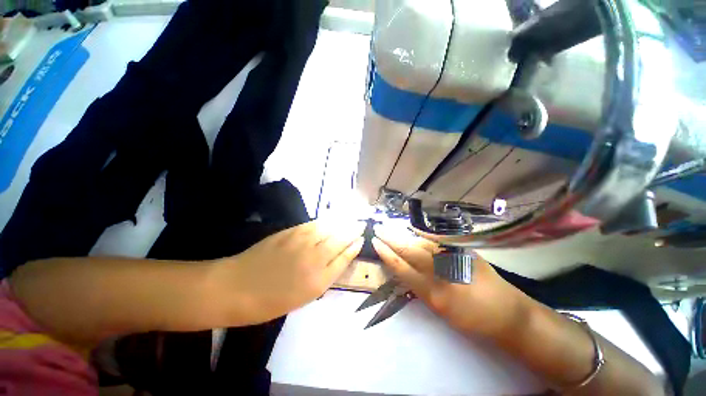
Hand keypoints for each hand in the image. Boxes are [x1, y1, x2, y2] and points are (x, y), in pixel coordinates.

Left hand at [218, 220, 364, 324]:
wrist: (237, 288)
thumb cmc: (271, 301)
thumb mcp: (304, 297)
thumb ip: (324, 277)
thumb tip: (339, 259)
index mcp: (319, 280)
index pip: (345, 258)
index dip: (355, 247)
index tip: (361, 239)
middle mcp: (315, 258)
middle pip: (341, 239)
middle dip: (354, 230)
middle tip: (361, 224)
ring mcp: (303, 242)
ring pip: (330, 228)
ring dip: (343, 222)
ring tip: (351, 218)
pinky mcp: (291, 231)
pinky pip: (314, 224)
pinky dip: (325, 220)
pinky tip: (331, 219)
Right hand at [372, 225, 524, 337]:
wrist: (506, 312)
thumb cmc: (469, 317)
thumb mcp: (439, 309)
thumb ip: (419, 286)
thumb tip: (403, 267)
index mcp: (433, 293)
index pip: (401, 268)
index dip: (386, 253)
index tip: (375, 242)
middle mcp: (442, 273)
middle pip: (410, 251)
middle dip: (392, 239)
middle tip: (379, 229)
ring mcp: (454, 259)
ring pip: (422, 243)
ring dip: (404, 235)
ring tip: (391, 229)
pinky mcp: (465, 251)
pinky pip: (438, 239)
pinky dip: (423, 234)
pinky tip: (414, 228)